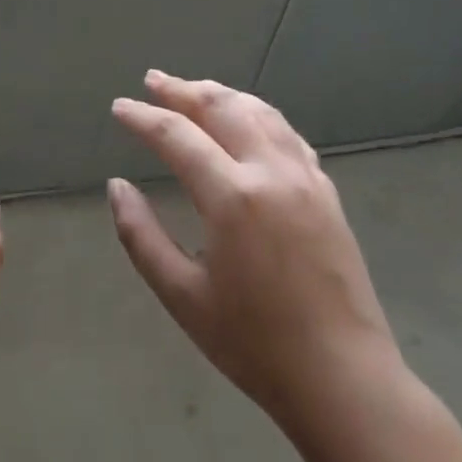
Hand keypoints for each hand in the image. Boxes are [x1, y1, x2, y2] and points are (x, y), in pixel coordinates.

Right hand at [108, 71, 403, 443]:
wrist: (344, 380)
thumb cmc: (253, 343)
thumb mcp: (181, 294)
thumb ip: (140, 235)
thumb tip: (116, 187)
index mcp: (231, 196)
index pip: (176, 135)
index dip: (142, 117)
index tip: (119, 107)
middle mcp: (271, 173)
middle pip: (222, 108)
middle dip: (183, 90)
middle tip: (152, 81)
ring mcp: (306, 180)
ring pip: (261, 113)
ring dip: (223, 95)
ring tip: (194, 90)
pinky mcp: (327, 194)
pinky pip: (288, 136)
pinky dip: (259, 116)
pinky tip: (248, 122)